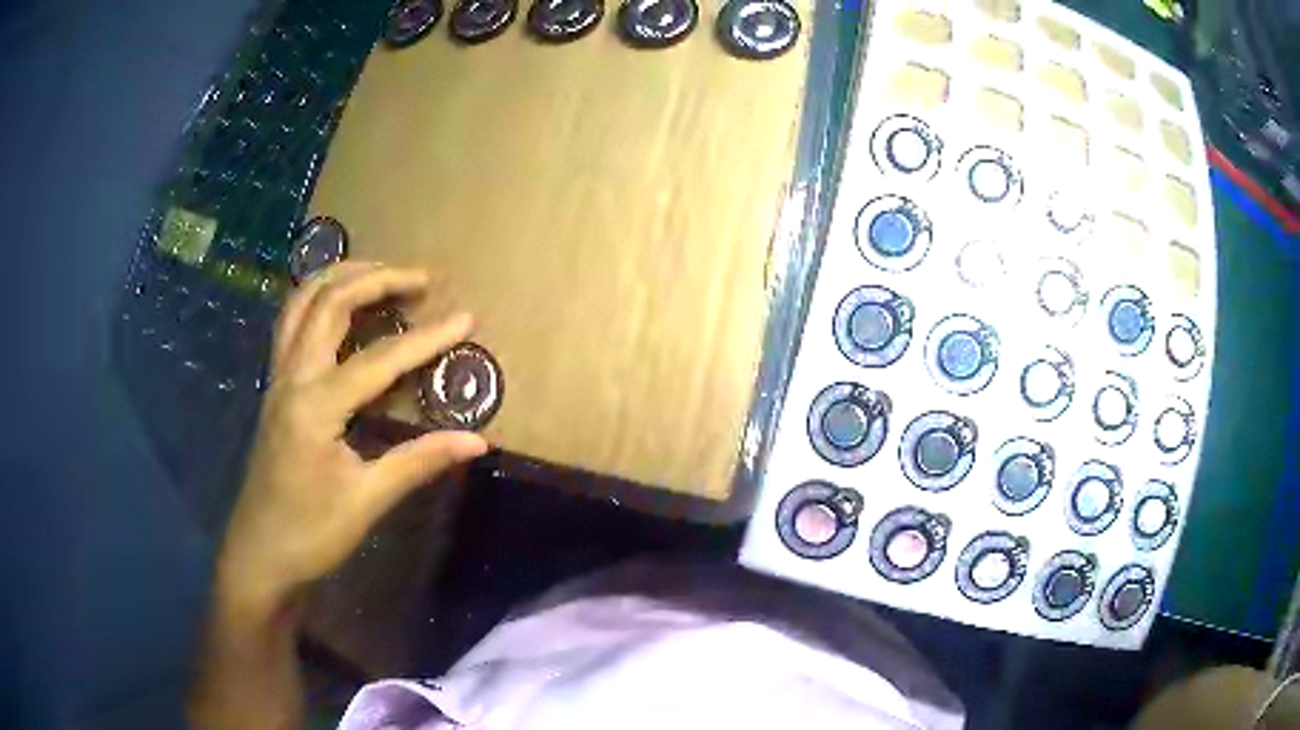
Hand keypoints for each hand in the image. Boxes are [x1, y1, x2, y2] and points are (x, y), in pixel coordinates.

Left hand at [215, 262, 487, 616]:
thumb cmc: (310, 533)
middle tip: (421, 278)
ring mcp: (278, 378)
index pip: (378, 358)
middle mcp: (292, 378)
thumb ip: (418, 462)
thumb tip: (477, 441)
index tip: (467, 318)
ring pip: (302, 302)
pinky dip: (317, 297)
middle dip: (377, 278)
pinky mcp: (275, 386)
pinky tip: (338, 304)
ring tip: (381, 273)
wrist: (259, 553)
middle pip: (329, 302)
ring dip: (341, 276)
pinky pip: (291, 322)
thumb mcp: (366, 501)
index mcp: (315, 407)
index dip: (426, 338)